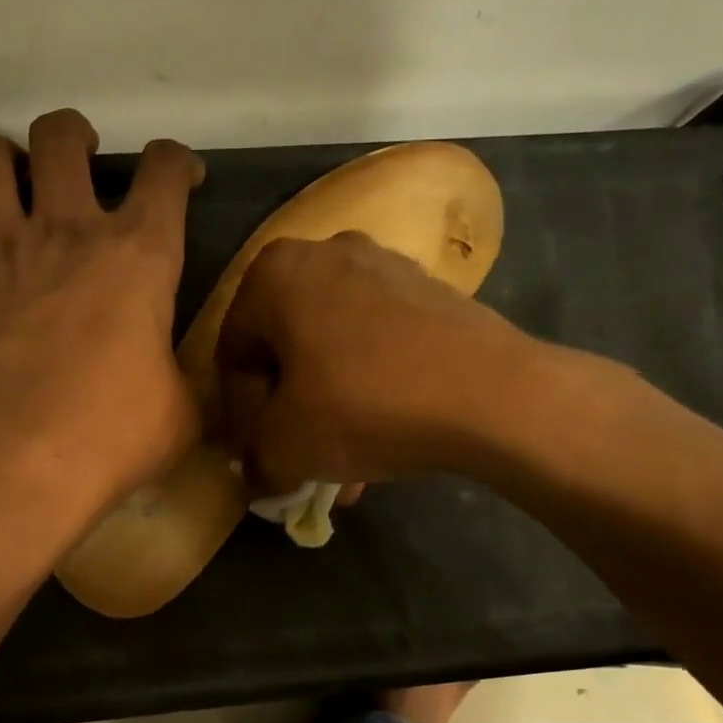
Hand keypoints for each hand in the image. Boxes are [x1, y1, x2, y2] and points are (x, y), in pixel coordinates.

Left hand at [0, 109, 204, 503]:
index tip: (182, 175)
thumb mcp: (180, 413)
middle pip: (61, 137)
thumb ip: (186, 384)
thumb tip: (191, 390)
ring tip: (8, 186)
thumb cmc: (114, 432)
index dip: (178, 161)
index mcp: (138, 254)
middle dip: (73, 136)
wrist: (19, 458)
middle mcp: (66, 230)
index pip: (165, 172)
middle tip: (77, 159)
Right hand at [214, 231, 530, 491]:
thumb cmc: (363, 406)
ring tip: (342, 466)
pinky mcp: (430, 291)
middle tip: (297, 460)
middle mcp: (325, 253)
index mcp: (274, 273)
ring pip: (334, 351)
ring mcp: (384, 266)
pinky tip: (381, 442)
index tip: (258, 455)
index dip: (239, 415)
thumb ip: (254, 457)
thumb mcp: (285, 446)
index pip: (232, 353)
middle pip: (285, 349)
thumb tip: (256, 469)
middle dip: (288, 413)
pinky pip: (378, 345)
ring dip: (329, 409)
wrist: (491, 393)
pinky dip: (369, 390)